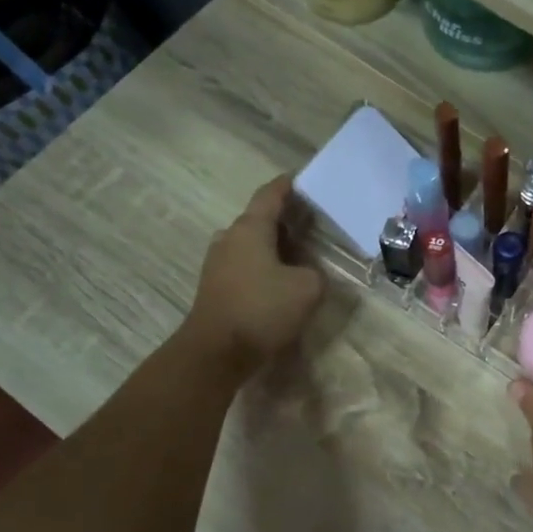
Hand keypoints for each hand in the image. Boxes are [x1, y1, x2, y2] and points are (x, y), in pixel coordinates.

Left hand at [185, 175, 324, 377]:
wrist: (216, 352)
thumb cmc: (263, 309)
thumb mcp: (308, 289)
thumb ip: (316, 273)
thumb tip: (307, 273)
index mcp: (250, 228)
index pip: (270, 195)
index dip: (288, 185)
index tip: (303, 179)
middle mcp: (230, 238)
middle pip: (260, 219)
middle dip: (286, 219)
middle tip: (313, 223)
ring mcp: (218, 262)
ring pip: (252, 243)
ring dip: (275, 244)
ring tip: (301, 253)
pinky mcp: (216, 286)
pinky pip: (245, 264)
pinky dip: (265, 264)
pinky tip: (282, 279)